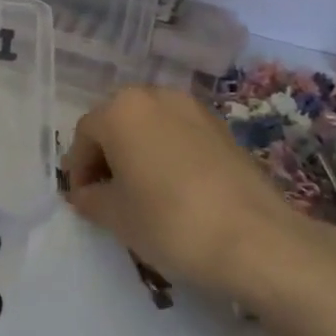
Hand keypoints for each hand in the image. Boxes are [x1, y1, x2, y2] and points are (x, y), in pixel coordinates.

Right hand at [63, 86, 294, 294]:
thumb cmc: (170, 221)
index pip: (85, 135)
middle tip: (109, 195)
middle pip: (117, 123)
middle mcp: (154, 96)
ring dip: (139, 153)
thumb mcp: (116, 216)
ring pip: (150, 126)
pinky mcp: (222, 127)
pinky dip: (169, 155)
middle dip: (108, 156)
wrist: (256, 238)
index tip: (84, 201)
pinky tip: (176, 190)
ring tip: (144, 192)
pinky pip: (180, 135)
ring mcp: (192, 108)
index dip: (79, 169)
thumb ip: (90, 198)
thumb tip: (86, 193)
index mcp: (121, 110)